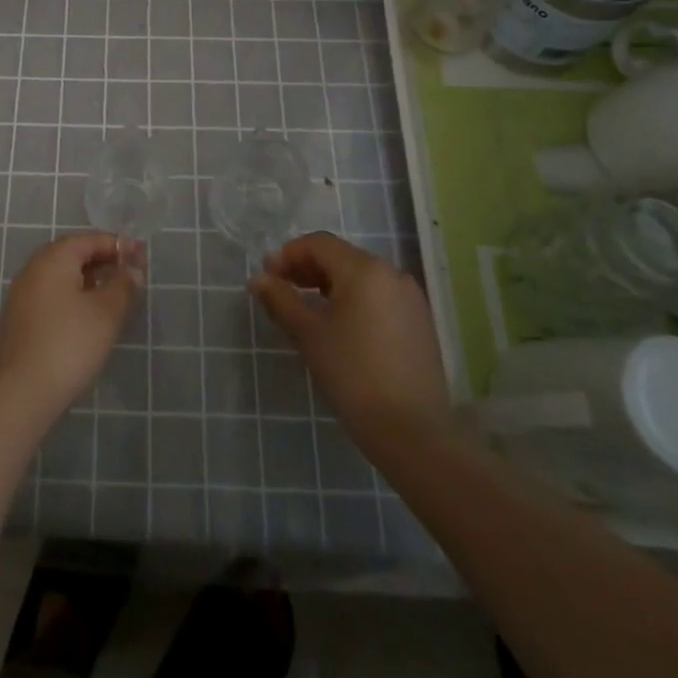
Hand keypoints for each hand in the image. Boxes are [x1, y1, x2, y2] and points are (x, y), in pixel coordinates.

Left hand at [0, 232, 145, 417]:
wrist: (22, 390)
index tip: (142, 258)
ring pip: (62, 275)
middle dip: (103, 261)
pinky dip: (73, 296)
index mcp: (54, 257)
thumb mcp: (107, 312)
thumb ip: (124, 285)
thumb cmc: (69, 343)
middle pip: (74, 254)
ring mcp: (23, 292)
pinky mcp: (20, 317)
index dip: (118, 245)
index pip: (90, 239)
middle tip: (130, 276)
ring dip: (89, 279)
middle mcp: (35, 267)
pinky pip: (52, 294)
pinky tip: (88, 317)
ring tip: (113, 296)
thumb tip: (133, 269)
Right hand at [249, 232, 450, 454]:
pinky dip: (354, 300)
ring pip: (361, 277)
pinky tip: (340, 326)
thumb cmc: (353, 375)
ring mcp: (410, 298)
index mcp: (364, 269)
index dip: (288, 254)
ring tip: (307, 308)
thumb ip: (280, 300)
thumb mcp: (308, 334)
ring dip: (329, 284)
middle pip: (341, 257)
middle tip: (282, 289)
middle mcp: (391, 273)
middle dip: (307, 268)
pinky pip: (379, 296)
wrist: (413, 434)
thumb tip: (258, 279)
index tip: (267, 276)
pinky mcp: (420, 323)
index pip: (318, 244)